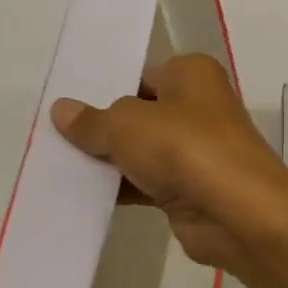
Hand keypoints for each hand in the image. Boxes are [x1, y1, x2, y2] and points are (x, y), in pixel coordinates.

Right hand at [51, 54, 287, 272]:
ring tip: (54, 167)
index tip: (65, 107)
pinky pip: (147, 184)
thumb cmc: (185, 148)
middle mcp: (200, 108)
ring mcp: (198, 151)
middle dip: (102, 128)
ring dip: (108, 162)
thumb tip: (63, 111)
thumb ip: (92, 121)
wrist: (237, 212)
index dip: (106, 90)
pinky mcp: (192, 189)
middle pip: (140, 115)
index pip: (142, 76)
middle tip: (50, 138)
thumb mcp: (126, 125)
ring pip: (142, 151)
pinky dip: (121, 189)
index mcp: (193, 74)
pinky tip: (81, 196)